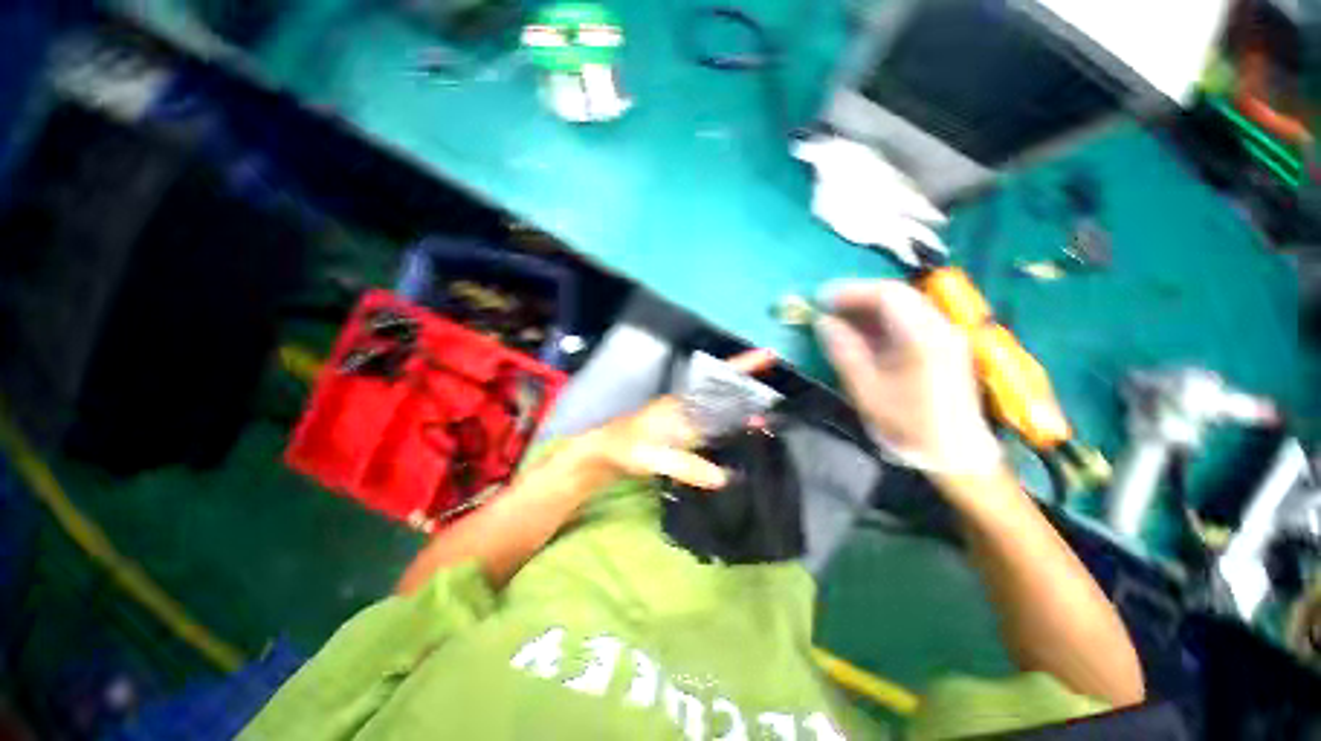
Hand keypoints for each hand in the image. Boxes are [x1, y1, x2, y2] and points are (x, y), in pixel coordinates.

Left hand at [580, 349, 775, 489]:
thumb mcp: (653, 458)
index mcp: (683, 404)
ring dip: (742, 407)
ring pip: (720, 405)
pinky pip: (713, 421)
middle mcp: (687, 405)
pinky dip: (729, 423)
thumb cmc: (626, 448)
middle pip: (724, 390)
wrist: (605, 452)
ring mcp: (685, 416)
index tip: (767, 355)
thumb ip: (685, 466)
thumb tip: (724, 477)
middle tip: (777, 395)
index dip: (742, 367)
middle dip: (750, 388)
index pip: (717, 381)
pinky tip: (738, 433)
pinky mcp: (683, 429)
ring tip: (765, 417)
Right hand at [814, 279, 998, 472]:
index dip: (851, 292)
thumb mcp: (867, 390)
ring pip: (904, 305)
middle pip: (897, 295)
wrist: (955, 454)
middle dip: (858, 297)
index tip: (821, 300)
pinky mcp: (943, 346)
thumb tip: (823, 322)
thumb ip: (844, 351)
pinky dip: (882, 321)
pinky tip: (863, 333)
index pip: (887, 295)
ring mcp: (945, 335)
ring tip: (839, 319)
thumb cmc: (908, 425)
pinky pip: (909, 320)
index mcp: (924, 338)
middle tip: (827, 308)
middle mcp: (940, 328)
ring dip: (869, 308)